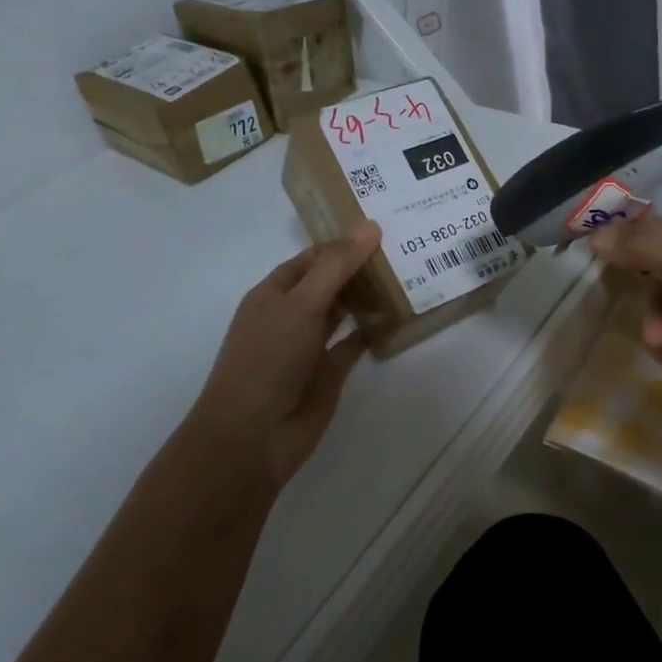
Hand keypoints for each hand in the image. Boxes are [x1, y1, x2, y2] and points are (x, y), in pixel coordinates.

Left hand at [186, 222, 382, 489]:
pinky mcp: (329, 372)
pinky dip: (374, 330)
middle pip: (330, 282)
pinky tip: (399, 316)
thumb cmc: (268, 359)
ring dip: (369, 296)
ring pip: (344, 311)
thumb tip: (371, 225)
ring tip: (408, 274)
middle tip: (405, 247)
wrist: (253, 435)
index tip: (381, 230)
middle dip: (360, 267)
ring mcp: (310, 345)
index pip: (312, 258)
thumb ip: (337, 266)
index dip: (342, 243)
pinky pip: (355, 343)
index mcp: (274, 293)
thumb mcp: (302, 304)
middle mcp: (291, 315)